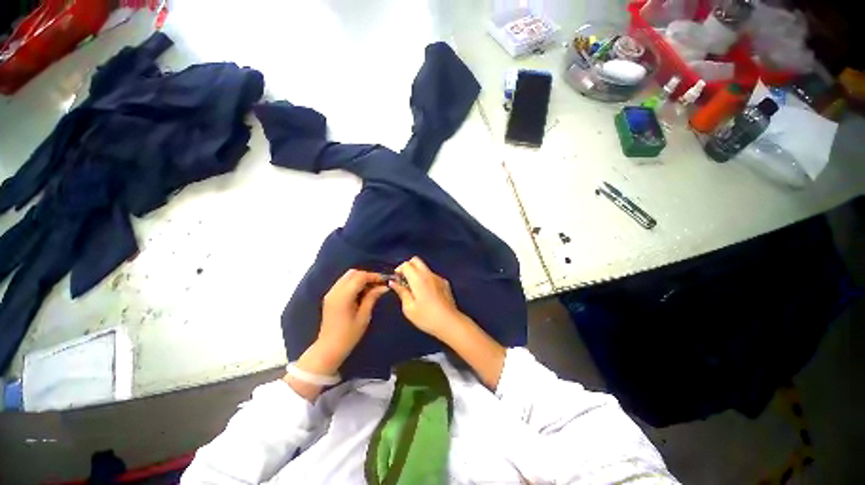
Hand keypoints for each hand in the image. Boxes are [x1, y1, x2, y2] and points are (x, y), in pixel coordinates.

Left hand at [301, 269, 388, 374]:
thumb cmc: (349, 335)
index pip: (360, 277)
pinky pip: (343, 283)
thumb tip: (384, 287)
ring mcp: (331, 293)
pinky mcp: (330, 297)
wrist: (328, 349)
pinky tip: (362, 292)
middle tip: (378, 284)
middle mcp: (335, 291)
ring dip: (360, 279)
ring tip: (372, 288)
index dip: (374, 276)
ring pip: (347, 277)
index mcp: (344, 296)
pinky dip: (353, 283)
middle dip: (367, 275)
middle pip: (353, 273)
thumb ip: (372, 298)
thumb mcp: (364, 316)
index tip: (385, 280)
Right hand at [389, 257, 465, 339]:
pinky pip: (432, 275)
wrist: (450, 323)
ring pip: (424, 268)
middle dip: (408, 267)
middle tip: (404, 281)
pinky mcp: (445, 283)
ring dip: (417, 274)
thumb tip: (393, 282)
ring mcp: (439, 277)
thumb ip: (401, 292)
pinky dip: (426, 279)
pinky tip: (426, 294)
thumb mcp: (409, 308)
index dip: (399, 270)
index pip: (406, 264)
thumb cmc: (427, 317)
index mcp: (419, 278)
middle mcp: (429, 274)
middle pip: (416, 260)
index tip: (397, 281)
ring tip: (415, 290)